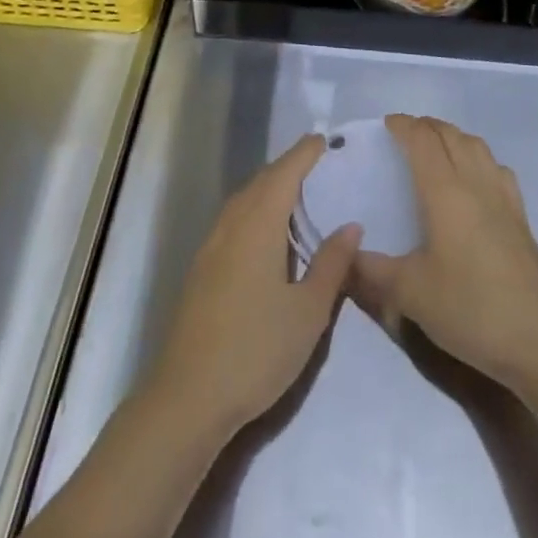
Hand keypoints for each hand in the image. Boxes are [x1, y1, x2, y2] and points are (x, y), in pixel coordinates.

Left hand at [149, 134, 360, 438]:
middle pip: (262, 181)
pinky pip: (233, 221)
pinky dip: (254, 211)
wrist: (187, 398)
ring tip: (295, 195)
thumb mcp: (308, 312)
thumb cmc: (256, 349)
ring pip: (244, 200)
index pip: (285, 172)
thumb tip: (351, 225)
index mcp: (259, 223)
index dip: (305, 153)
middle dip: (288, 167)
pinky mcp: (201, 269)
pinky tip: (266, 235)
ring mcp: (211, 246)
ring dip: (269, 189)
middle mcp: (232, 223)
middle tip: (316, 164)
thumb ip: (331, 264)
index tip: (324, 139)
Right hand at [351, 115, 537, 394]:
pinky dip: (479, 159)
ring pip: (477, 146)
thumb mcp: (411, 294)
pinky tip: (475, 180)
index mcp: (446, 192)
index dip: (404, 126)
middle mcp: (476, 183)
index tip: (387, 125)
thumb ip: (373, 272)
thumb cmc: (470, 308)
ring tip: (437, 150)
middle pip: (451, 135)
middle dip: (427, 127)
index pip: (423, 141)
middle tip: (406, 135)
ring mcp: (503, 198)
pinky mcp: (521, 217)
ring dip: (453, 137)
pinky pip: (497, 169)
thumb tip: (347, 255)